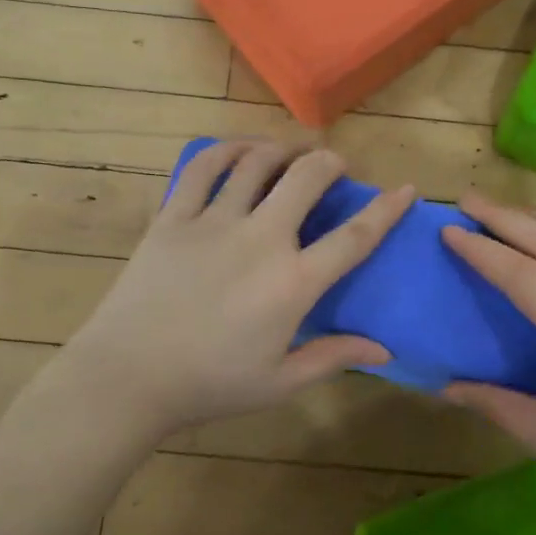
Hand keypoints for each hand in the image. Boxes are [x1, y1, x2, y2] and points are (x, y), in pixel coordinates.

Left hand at [52, 141, 415, 436]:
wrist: (129, 376)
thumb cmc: (210, 385)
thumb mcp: (280, 383)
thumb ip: (333, 357)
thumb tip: (385, 350)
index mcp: (294, 282)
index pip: (354, 236)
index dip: (387, 209)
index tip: (406, 190)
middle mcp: (261, 239)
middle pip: (307, 178)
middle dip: (330, 162)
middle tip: (335, 165)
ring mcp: (214, 222)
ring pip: (257, 162)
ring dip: (283, 149)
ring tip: (291, 151)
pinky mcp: (174, 217)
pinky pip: (203, 168)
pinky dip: (226, 150)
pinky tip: (239, 151)